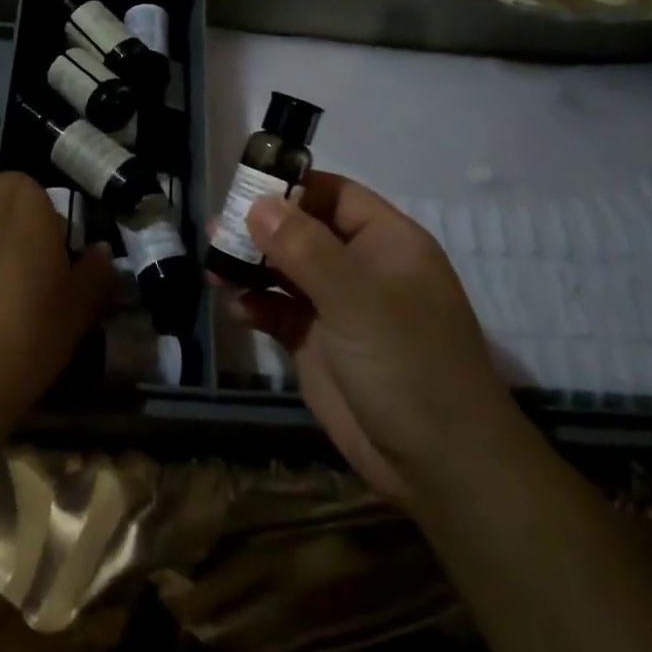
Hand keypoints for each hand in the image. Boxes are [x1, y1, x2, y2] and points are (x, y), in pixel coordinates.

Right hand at [232, 172, 511, 501]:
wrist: (437, 464)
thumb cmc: (407, 362)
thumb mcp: (356, 297)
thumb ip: (304, 248)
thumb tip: (258, 204)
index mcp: (385, 242)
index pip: (334, 195)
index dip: (292, 187)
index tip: (244, 187)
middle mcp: (360, 267)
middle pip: (302, 230)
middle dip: (260, 228)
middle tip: (216, 229)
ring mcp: (337, 307)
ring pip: (285, 270)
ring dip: (250, 267)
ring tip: (213, 268)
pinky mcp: (317, 344)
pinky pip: (278, 311)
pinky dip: (255, 306)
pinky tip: (236, 309)